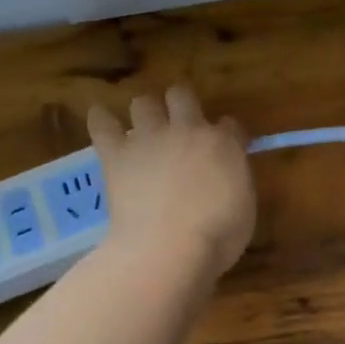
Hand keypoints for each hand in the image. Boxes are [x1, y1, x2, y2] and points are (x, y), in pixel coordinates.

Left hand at [87, 85, 255, 278]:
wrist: (167, 248)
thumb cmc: (216, 237)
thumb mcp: (244, 210)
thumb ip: (235, 182)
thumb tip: (227, 175)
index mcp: (223, 144)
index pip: (230, 125)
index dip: (228, 133)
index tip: (227, 145)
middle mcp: (187, 130)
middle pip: (182, 95)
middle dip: (181, 103)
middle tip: (180, 121)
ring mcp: (149, 139)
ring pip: (143, 102)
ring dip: (144, 111)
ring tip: (142, 125)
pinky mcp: (117, 154)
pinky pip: (102, 123)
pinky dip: (101, 119)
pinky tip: (100, 119)